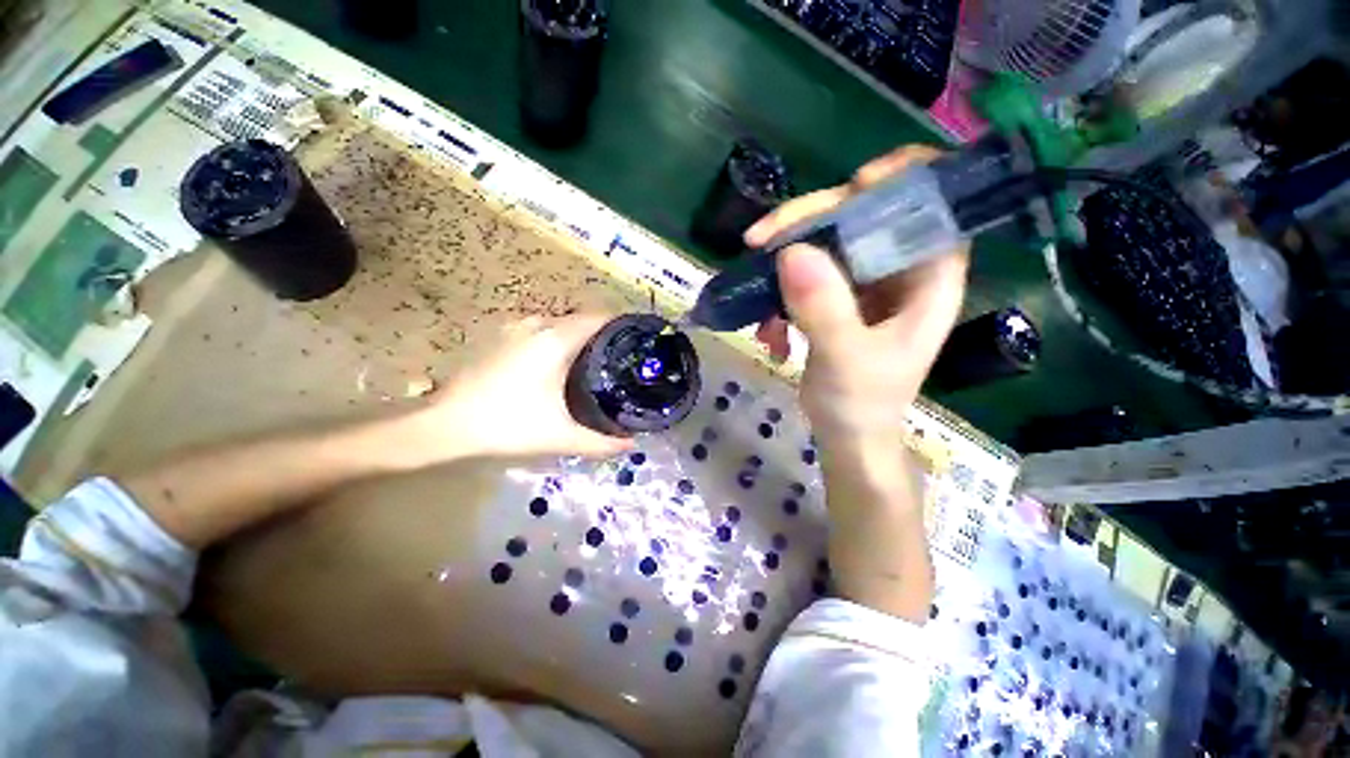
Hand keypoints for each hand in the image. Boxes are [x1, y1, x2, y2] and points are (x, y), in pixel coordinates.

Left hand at [406, 315, 634, 461]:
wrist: (444, 424)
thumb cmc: (508, 424)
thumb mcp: (561, 436)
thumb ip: (601, 442)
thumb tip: (632, 444)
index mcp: (556, 339)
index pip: (600, 318)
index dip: (623, 326)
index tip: (639, 342)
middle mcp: (538, 324)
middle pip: (583, 320)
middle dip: (604, 335)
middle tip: (622, 360)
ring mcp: (516, 328)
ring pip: (561, 324)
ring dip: (580, 338)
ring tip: (596, 363)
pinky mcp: (501, 337)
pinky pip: (542, 331)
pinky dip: (559, 341)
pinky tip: (560, 365)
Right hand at [744, 146, 969, 458]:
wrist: (846, 437)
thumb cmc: (861, 405)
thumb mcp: (845, 361)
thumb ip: (824, 310)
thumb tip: (792, 251)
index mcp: (928, 279)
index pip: (931, 205)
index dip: (902, 179)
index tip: (852, 184)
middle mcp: (899, 272)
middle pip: (861, 215)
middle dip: (810, 222)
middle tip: (761, 240)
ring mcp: (863, 284)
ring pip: (825, 242)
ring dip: (783, 261)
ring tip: (754, 292)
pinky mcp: (835, 298)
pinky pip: (804, 274)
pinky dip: (779, 293)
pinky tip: (768, 329)